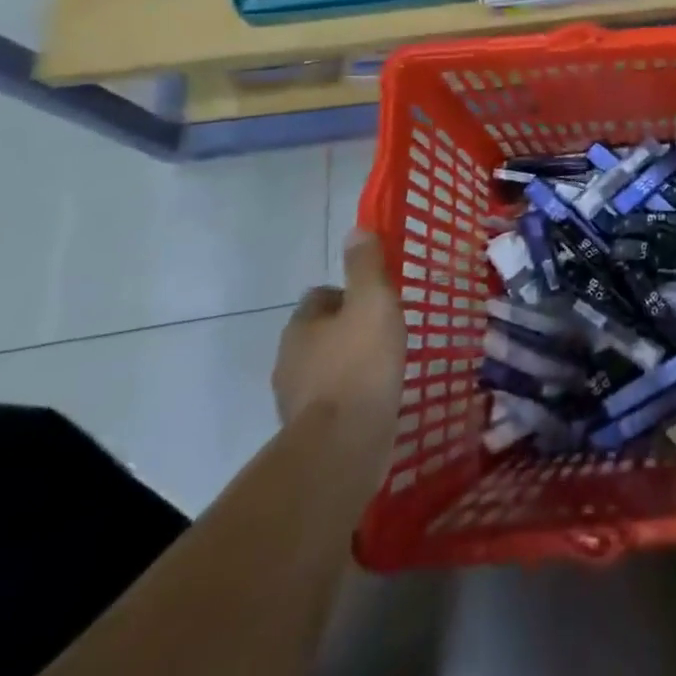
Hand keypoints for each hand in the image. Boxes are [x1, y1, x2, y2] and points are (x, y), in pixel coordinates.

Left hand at [273, 229, 406, 425]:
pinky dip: (350, 397)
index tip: (378, 301)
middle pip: (321, 333)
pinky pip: (332, 401)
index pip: (320, 297)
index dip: (348, 294)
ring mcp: (295, 398)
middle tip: (386, 332)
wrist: (342, 445)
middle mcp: (289, 359)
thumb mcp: (373, 302)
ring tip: (385, 368)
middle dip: (348, 331)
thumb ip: (366, 266)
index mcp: (301, 325)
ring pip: (325, 368)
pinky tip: (375, 400)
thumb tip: (356, 229)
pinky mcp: (308, 431)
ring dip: (349, 365)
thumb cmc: (360, 364)